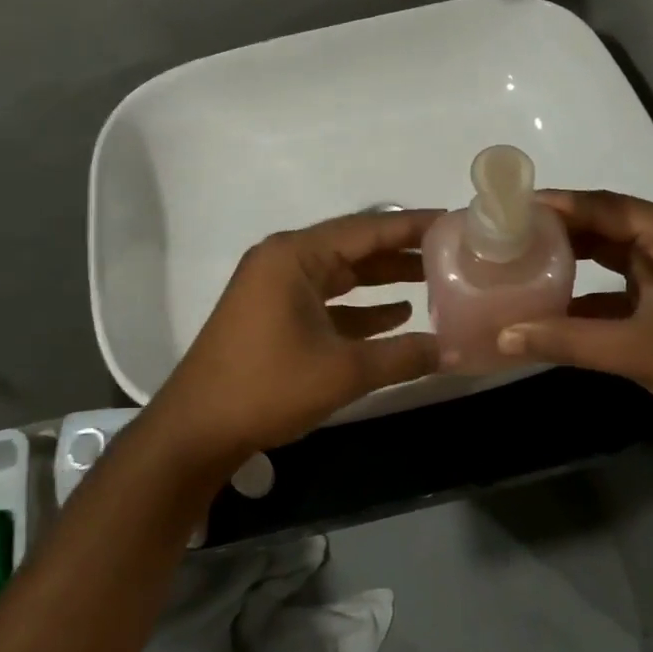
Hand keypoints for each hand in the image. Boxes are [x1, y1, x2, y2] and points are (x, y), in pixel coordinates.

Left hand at [146, 208, 441, 466]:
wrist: (197, 429)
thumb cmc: (267, 387)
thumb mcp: (343, 371)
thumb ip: (403, 356)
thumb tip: (453, 350)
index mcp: (295, 256)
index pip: (366, 228)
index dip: (413, 226)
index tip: (455, 222)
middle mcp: (285, 260)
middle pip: (354, 247)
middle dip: (403, 252)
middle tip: (453, 253)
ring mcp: (277, 287)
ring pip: (342, 274)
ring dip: (384, 279)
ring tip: (435, 280)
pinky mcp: (274, 313)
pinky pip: (327, 299)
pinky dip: (360, 306)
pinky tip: (398, 315)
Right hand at [496, 190, 652, 436]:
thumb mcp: (635, 350)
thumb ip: (567, 340)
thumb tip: (503, 337)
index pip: (606, 206)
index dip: (558, 205)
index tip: (511, 206)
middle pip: (608, 223)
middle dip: (561, 229)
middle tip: (509, 232)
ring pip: (614, 251)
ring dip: (574, 257)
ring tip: (523, 256)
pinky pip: (624, 280)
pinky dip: (591, 289)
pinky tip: (554, 300)